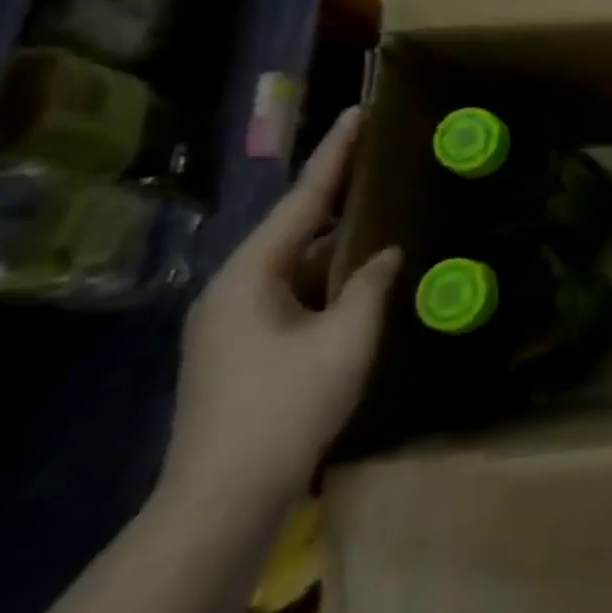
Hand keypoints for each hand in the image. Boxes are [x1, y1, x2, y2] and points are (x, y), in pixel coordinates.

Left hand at [163, 108, 401, 509]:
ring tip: (386, 216)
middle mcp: (234, 288)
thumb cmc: (286, 406)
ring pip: (298, 264)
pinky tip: (365, 278)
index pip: (302, 199)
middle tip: (384, 162)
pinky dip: (330, 280)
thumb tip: (388, 253)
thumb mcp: (346, 338)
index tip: (360, 113)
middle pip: (297, 227)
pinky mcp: (243, 347)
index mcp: (249, 275)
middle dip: (342, 196)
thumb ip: (371, 284)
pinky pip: (294, 294)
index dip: (336, 154)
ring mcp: (234, 320)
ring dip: (341, 245)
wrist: (222, 499)